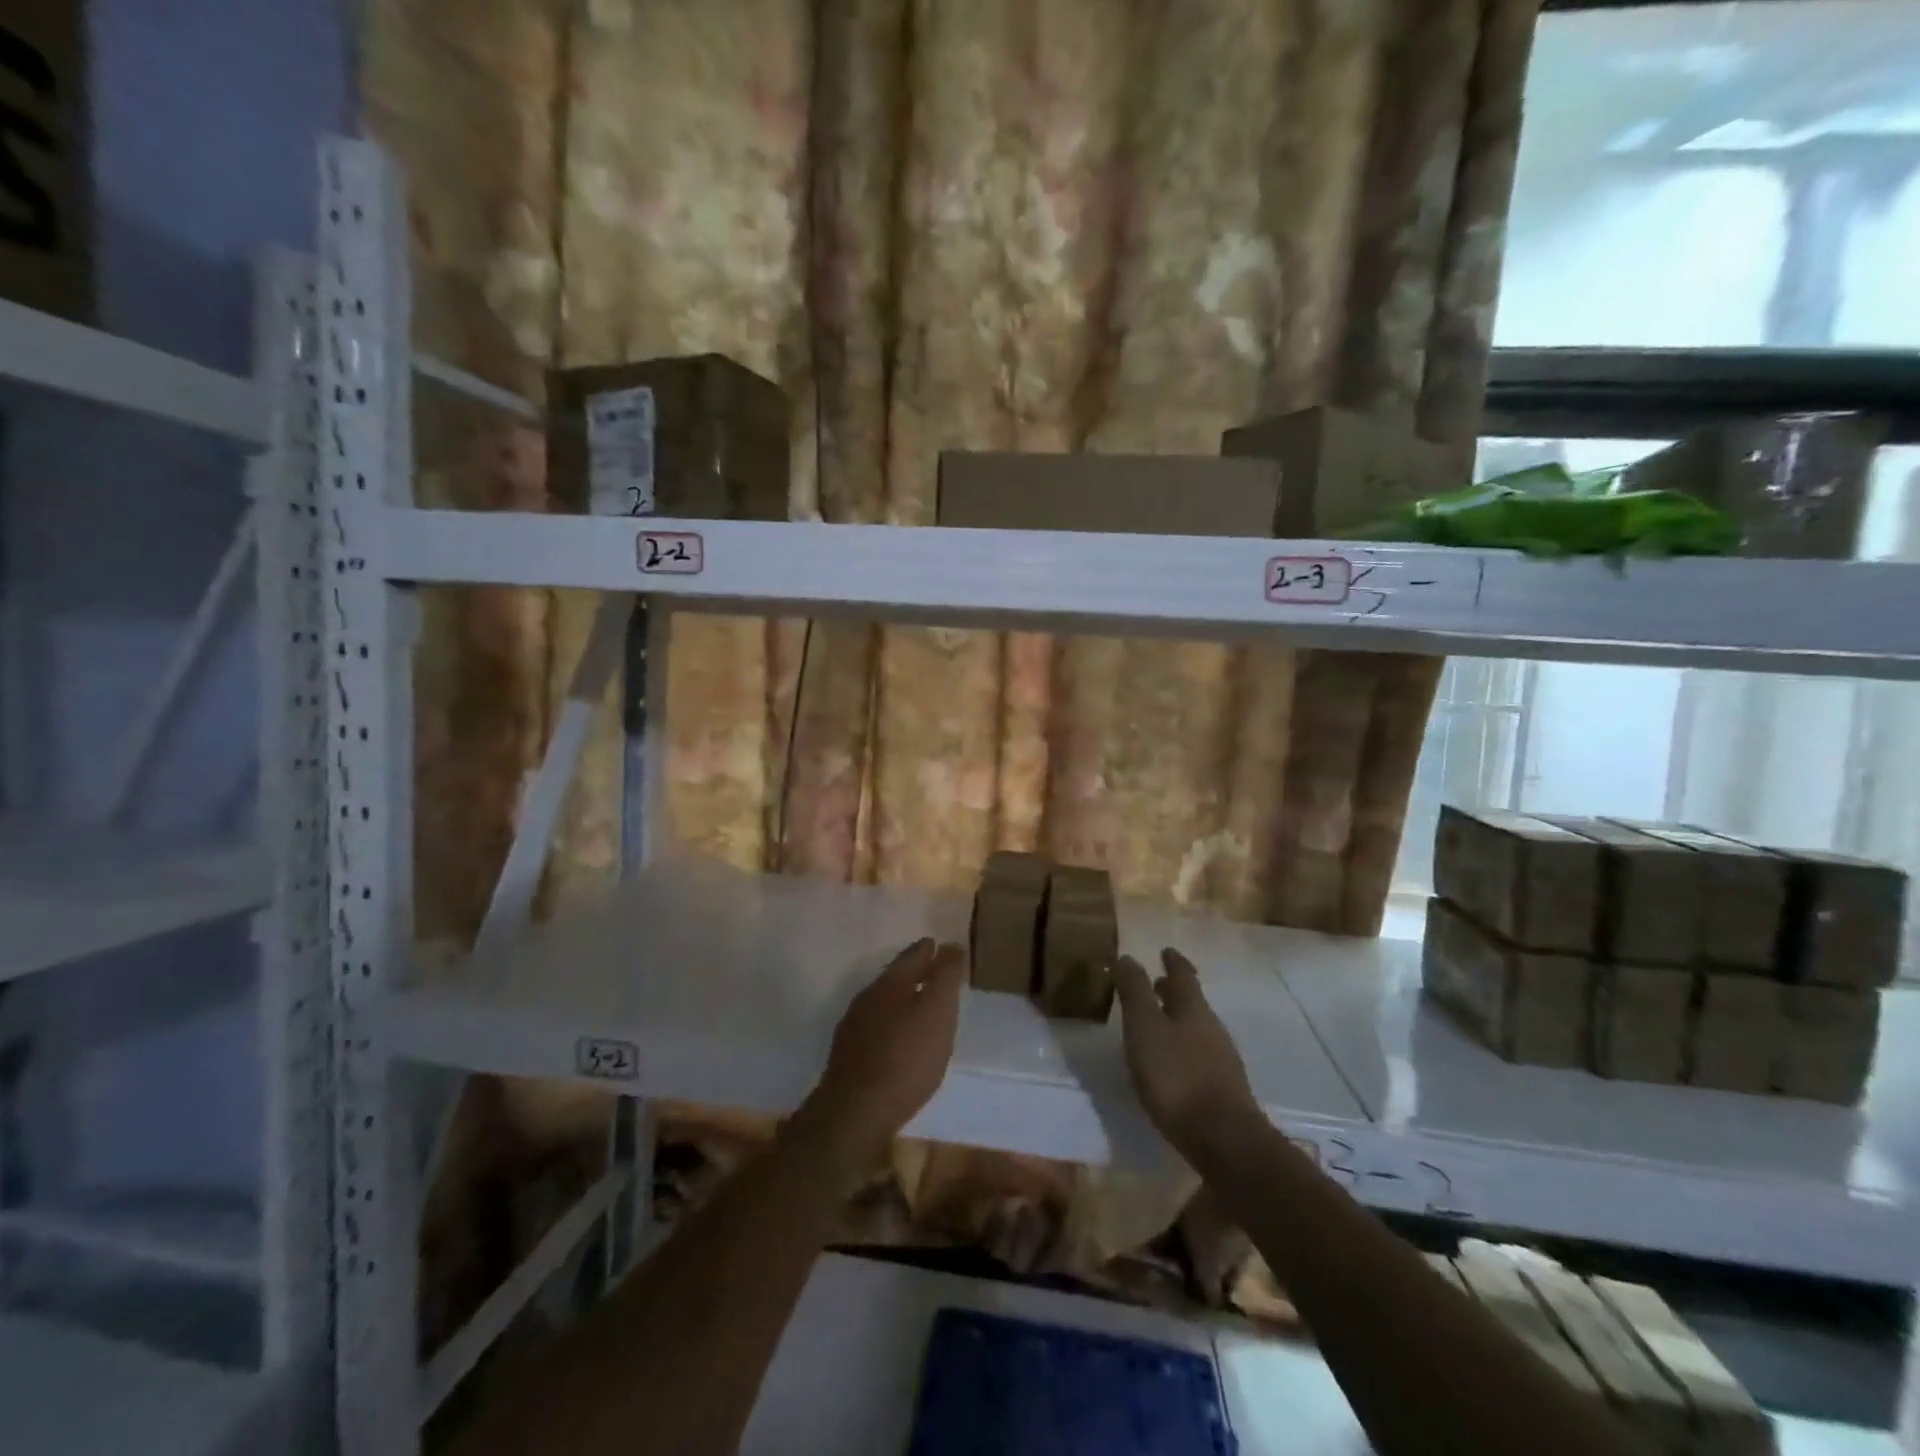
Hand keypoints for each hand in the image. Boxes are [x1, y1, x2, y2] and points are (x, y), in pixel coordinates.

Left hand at [800, 938, 966, 1175]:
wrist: (855, 1113)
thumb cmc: (906, 1059)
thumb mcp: (938, 1013)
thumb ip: (946, 977)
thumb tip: (951, 945)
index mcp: (890, 984)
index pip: (911, 956)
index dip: (927, 950)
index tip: (937, 944)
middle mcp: (867, 998)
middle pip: (894, 977)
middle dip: (913, 972)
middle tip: (931, 971)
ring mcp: (853, 1027)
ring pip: (882, 1002)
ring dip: (900, 999)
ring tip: (918, 1005)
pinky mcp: (847, 1056)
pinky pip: (874, 1027)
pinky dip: (890, 1024)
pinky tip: (897, 1040)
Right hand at [1114, 947, 1257, 1160]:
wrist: (1224, 1140)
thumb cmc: (1177, 1076)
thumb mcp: (1145, 1028)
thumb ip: (1135, 992)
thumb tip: (1127, 957)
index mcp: (1192, 1009)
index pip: (1183, 975)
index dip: (1173, 962)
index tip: (1166, 950)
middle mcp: (1211, 1028)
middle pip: (1192, 1002)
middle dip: (1174, 991)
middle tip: (1157, 984)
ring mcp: (1221, 1060)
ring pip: (1197, 1028)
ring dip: (1178, 1019)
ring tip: (1158, 1023)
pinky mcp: (1223, 1089)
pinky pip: (1200, 1054)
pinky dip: (1184, 1046)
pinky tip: (1172, 1062)